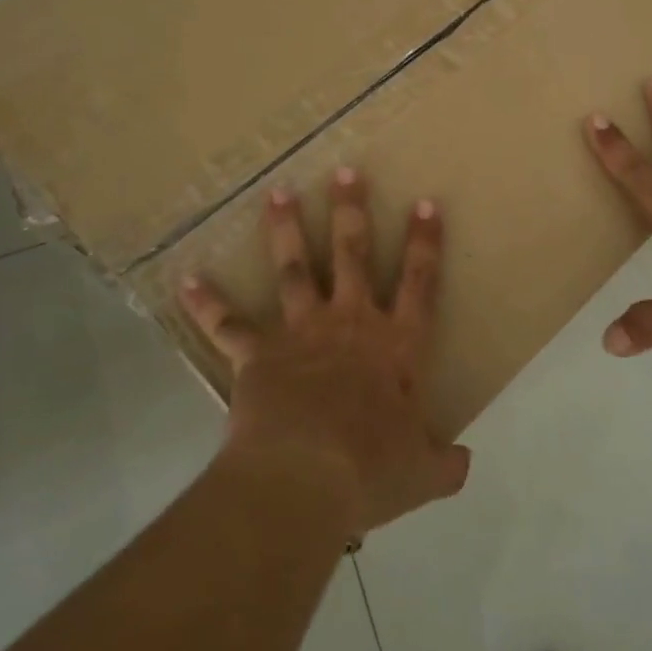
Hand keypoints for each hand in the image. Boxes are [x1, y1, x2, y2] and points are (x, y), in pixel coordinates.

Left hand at [175, 169, 471, 538]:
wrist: (303, 480)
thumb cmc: (370, 470)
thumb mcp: (422, 473)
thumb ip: (445, 464)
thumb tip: (464, 465)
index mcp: (396, 345)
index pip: (419, 282)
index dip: (425, 242)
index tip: (424, 203)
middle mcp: (351, 324)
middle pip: (352, 255)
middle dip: (351, 211)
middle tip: (345, 170)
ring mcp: (301, 333)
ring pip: (294, 270)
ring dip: (286, 230)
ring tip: (278, 193)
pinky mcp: (258, 355)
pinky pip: (228, 325)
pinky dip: (207, 303)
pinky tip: (187, 280)